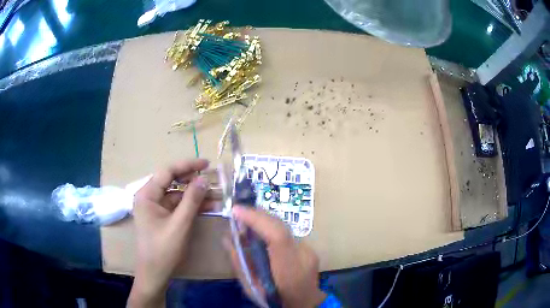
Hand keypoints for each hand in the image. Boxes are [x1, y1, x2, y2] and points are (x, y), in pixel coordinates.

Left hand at [128, 159, 210, 307]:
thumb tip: (203, 179)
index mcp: (147, 194)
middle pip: (172, 181)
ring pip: (177, 194)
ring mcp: (156, 207)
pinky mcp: (162, 217)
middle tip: (213, 179)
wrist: (155, 273)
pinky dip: (192, 205)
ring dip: (195, 195)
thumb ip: (191, 200)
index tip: (207, 164)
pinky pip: (178, 206)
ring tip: (216, 195)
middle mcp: (149, 197)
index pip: (167, 172)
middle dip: (193, 180)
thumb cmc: (163, 249)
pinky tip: (208, 205)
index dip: (187, 165)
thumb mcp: (179, 224)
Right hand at [227, 206, 326, 307]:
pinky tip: (261, 231)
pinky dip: (271, 228)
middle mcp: (303, 255)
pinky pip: (287, 233)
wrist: (305, 303)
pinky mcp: (309, 248)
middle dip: (258, 215)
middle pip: (281, 226)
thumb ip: (239, 263)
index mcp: (289, 269)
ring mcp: (309, 250)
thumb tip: (227, 238)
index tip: (236, 210)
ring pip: (284, 227)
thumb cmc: (276, 299)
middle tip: (238, 212)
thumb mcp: (251, 288)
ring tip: (247, 218)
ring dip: (264, 220)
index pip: (277, 236)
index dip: (257, 219)